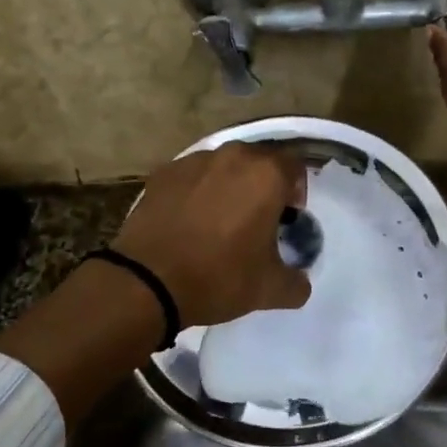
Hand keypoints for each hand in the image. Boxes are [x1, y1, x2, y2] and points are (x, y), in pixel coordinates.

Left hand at [112, 143, 310, 326]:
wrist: (147, 281)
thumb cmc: (218, 277)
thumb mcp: (270, 289)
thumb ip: (297, 282)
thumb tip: (299, 281)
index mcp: (266, 175)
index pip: (295, 167)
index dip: (297, 192)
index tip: (288, 218)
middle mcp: (232, 156)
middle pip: (259, 162)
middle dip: (263, 185)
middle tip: (257, 218)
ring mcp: (193, 161)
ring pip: (223, 166)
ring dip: (229, 185)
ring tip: (220, 219)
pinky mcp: (163, 173)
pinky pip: (191, 176)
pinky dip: (196, 191)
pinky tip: (189, 221)